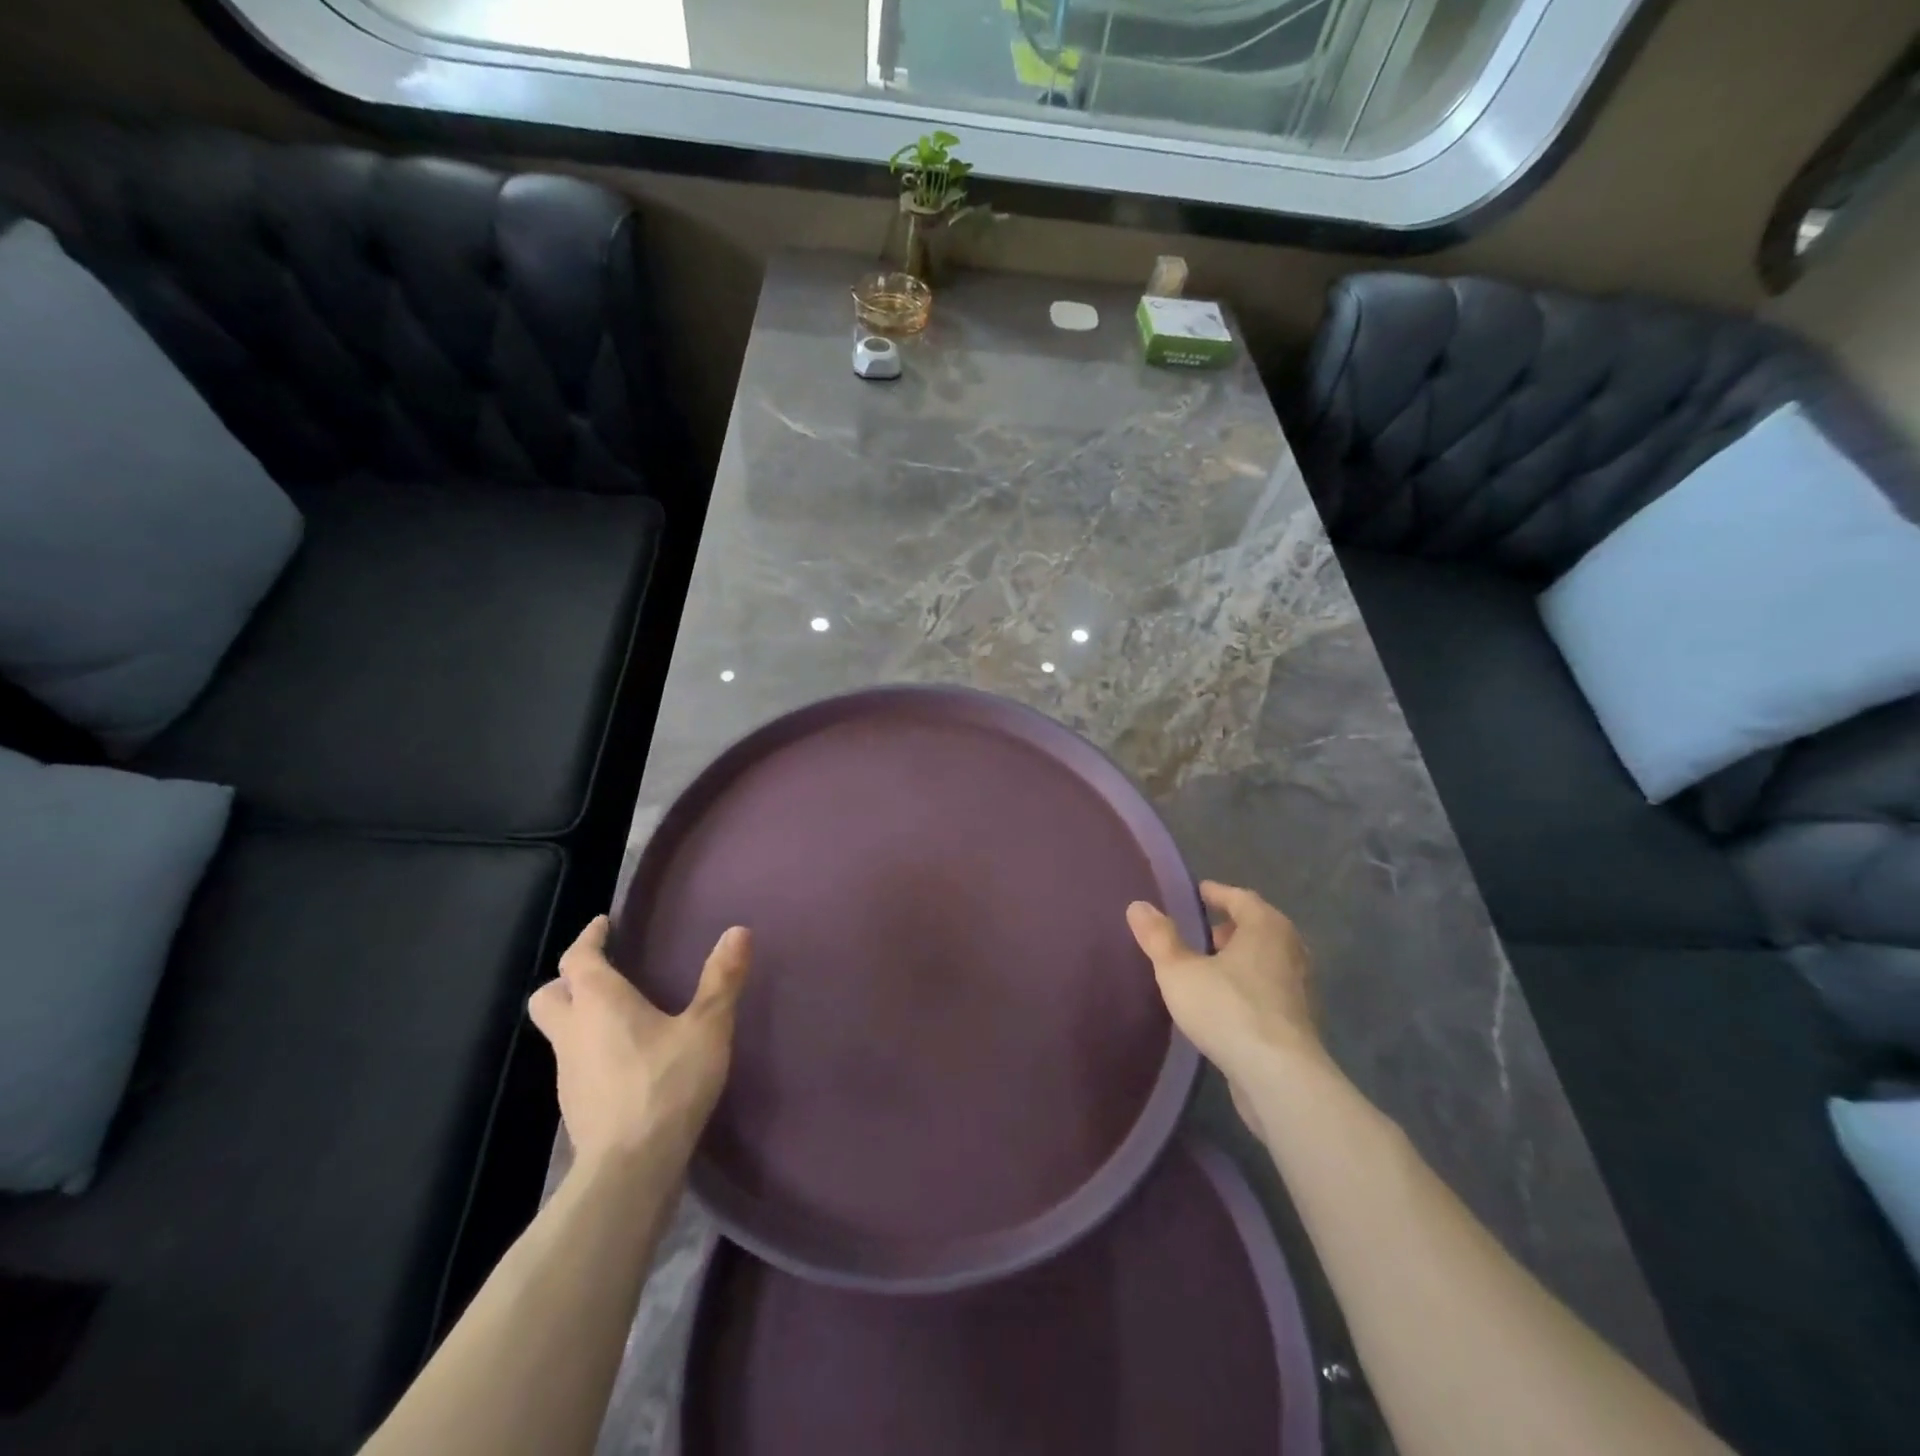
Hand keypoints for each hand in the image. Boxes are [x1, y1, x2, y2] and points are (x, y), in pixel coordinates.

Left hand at [528, 916, 750, 1173]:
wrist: (631, 1169)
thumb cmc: (667, 1084)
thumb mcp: (707, 1027)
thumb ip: (721, 979)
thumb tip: (738, 931)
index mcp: (598, 1003)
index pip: (578, 958)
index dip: (589, 937)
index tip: (604, 924)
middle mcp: (574, 1032)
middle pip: (549, 996)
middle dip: (568, 980)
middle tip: (602, 972)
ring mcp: (569, 1074)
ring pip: (561, 1033)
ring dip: (581, 1017)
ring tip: (622, 1016)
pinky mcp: (576, 1107)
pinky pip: (577, 1063)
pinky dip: (593, 1051)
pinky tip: (628, 1062)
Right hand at [1127, 882, 1320, 1139]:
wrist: (1280, 1078)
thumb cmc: (1228, 1010)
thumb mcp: (1179, 971)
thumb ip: (1158, 937)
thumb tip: (1138, 906)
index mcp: (1266, 927)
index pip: (1241, 897)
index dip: (1217, 893)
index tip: (1197, 894)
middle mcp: (1291, 949)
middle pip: (1260, 927)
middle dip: (1231, 926)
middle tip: (1203, 932)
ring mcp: (1300, 987)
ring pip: (1268, 959)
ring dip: (1242, 958)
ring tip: (1211, 967)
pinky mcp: (1300, 1021)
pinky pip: (1272, 988)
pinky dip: (1251, 985)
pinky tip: (1228, 1002)